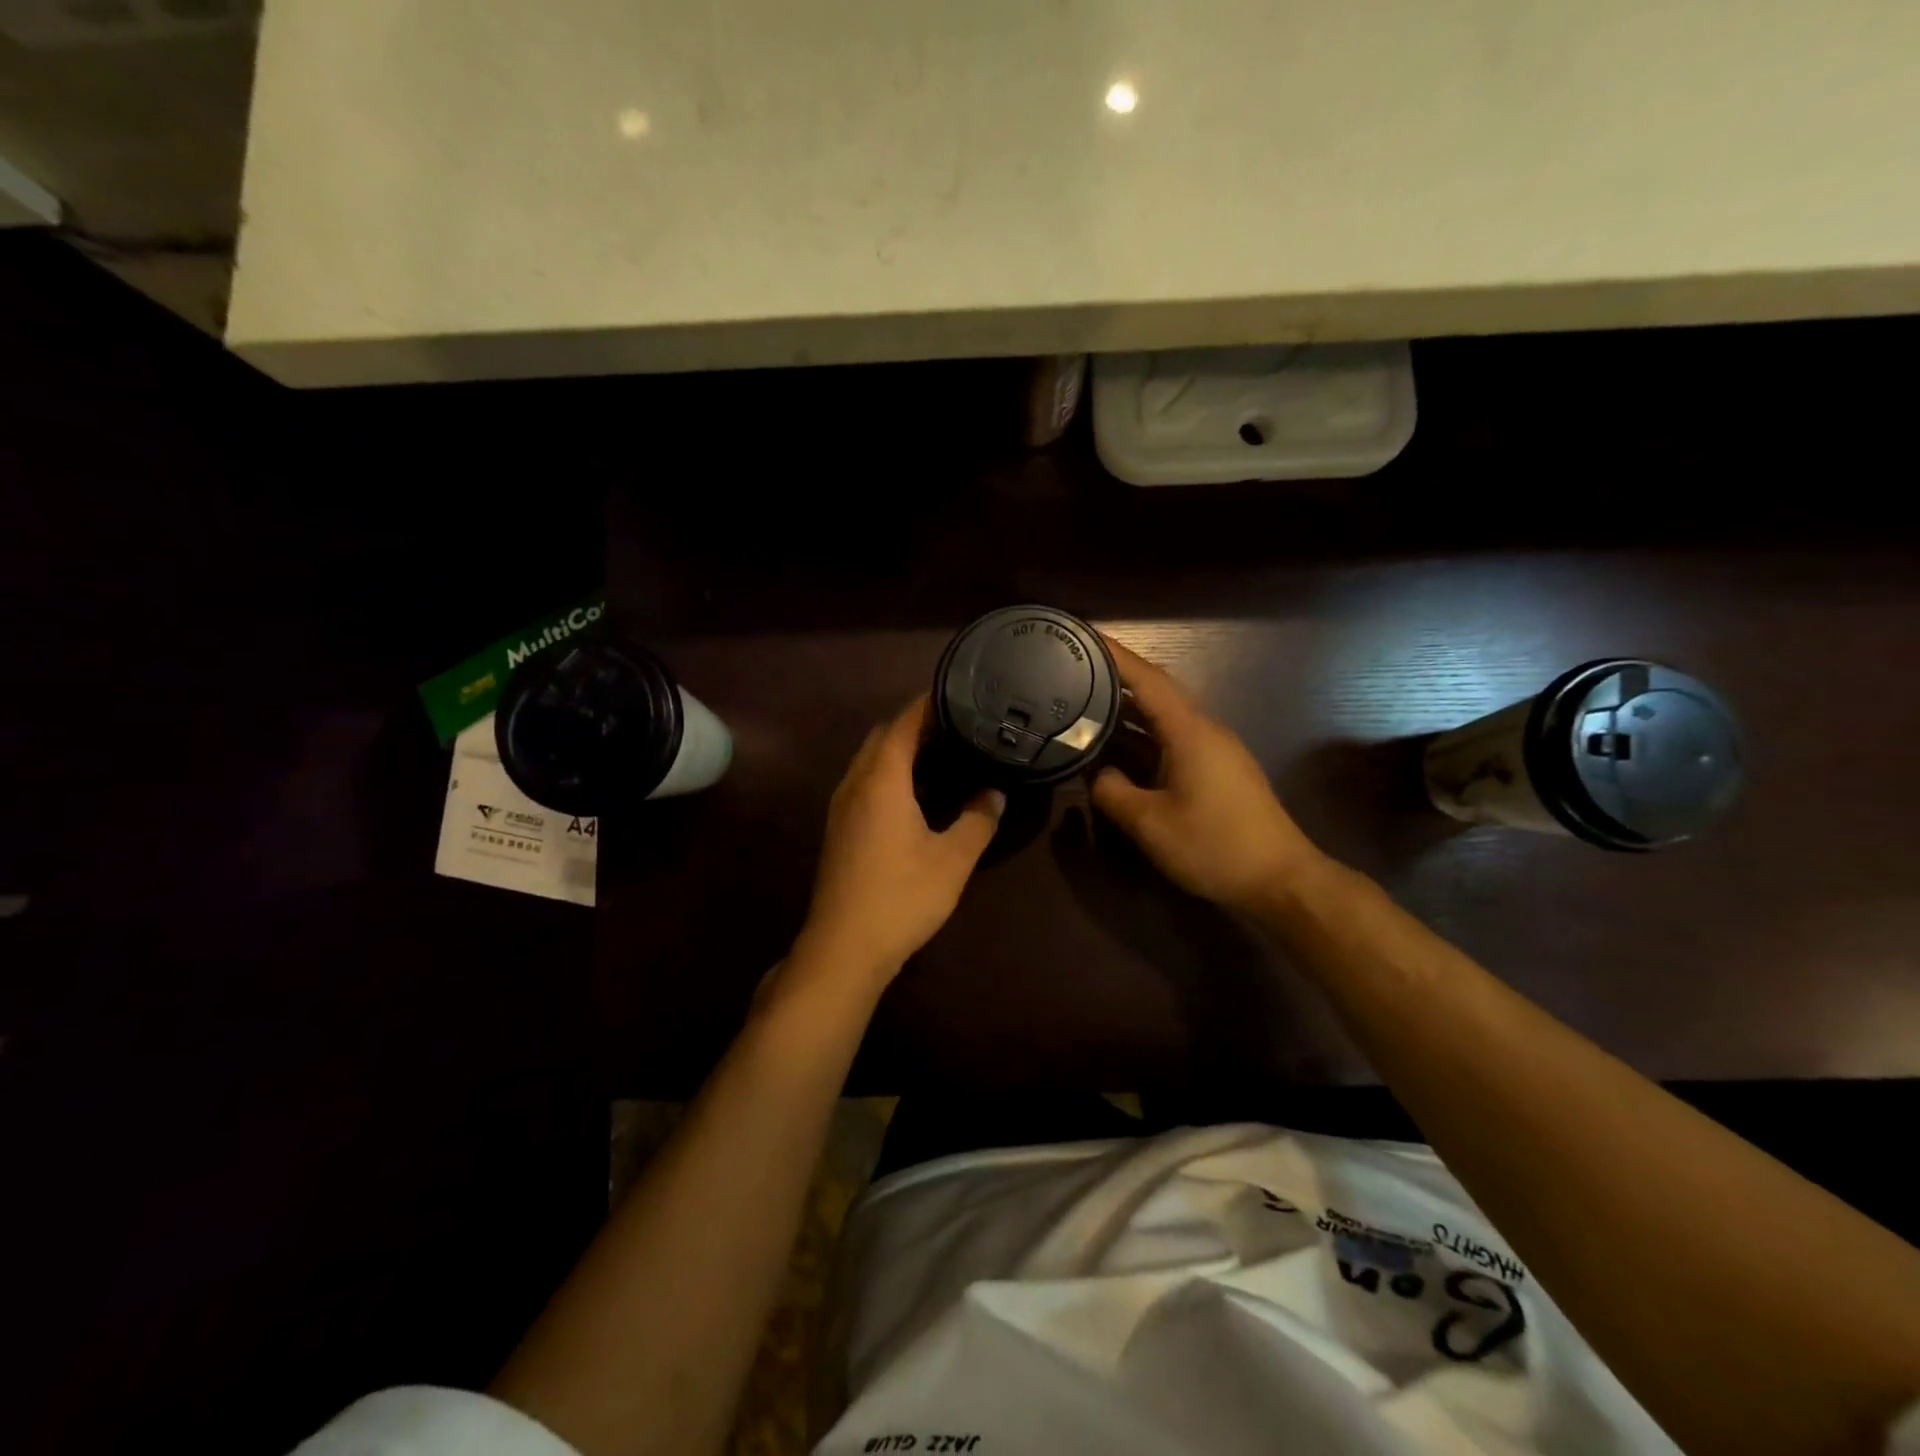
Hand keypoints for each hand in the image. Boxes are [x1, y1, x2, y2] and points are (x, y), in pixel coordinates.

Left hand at [795, 695, 1004, 988]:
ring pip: (870, 760)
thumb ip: (978, 820)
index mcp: (881, 779)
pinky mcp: (839, 828)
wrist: (844, 947)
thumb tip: (994, 792)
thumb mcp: (953, 859)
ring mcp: (842, 806)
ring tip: (942, 753)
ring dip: (900, 750)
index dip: (928, 704)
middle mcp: (855, 783)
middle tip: (957, 725)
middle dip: (916, 724)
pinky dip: (889, 773)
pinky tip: (916, 794)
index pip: (903, 723)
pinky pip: (865, 782)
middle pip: (883, 737)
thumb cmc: (901, 896)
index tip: (958, 692)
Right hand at [1091, 638, 1325, 914]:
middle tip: (1074, 672)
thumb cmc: (1215, 846)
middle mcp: (1204, 730)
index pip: (1147, 680)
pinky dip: (1143, 735)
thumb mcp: (1150, 824)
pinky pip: (1173, 739)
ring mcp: (1215, 750)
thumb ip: (1112, 792)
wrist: (1280, 879)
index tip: (1085, 637)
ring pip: (1164, 718)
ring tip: (1087, 705)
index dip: (1115, 656)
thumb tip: (1096, 773)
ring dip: (1129, 710)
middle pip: (1156, 692)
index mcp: (1189, 732)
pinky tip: (1120, 747)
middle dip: (1116, 679)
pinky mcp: (1218, 770)